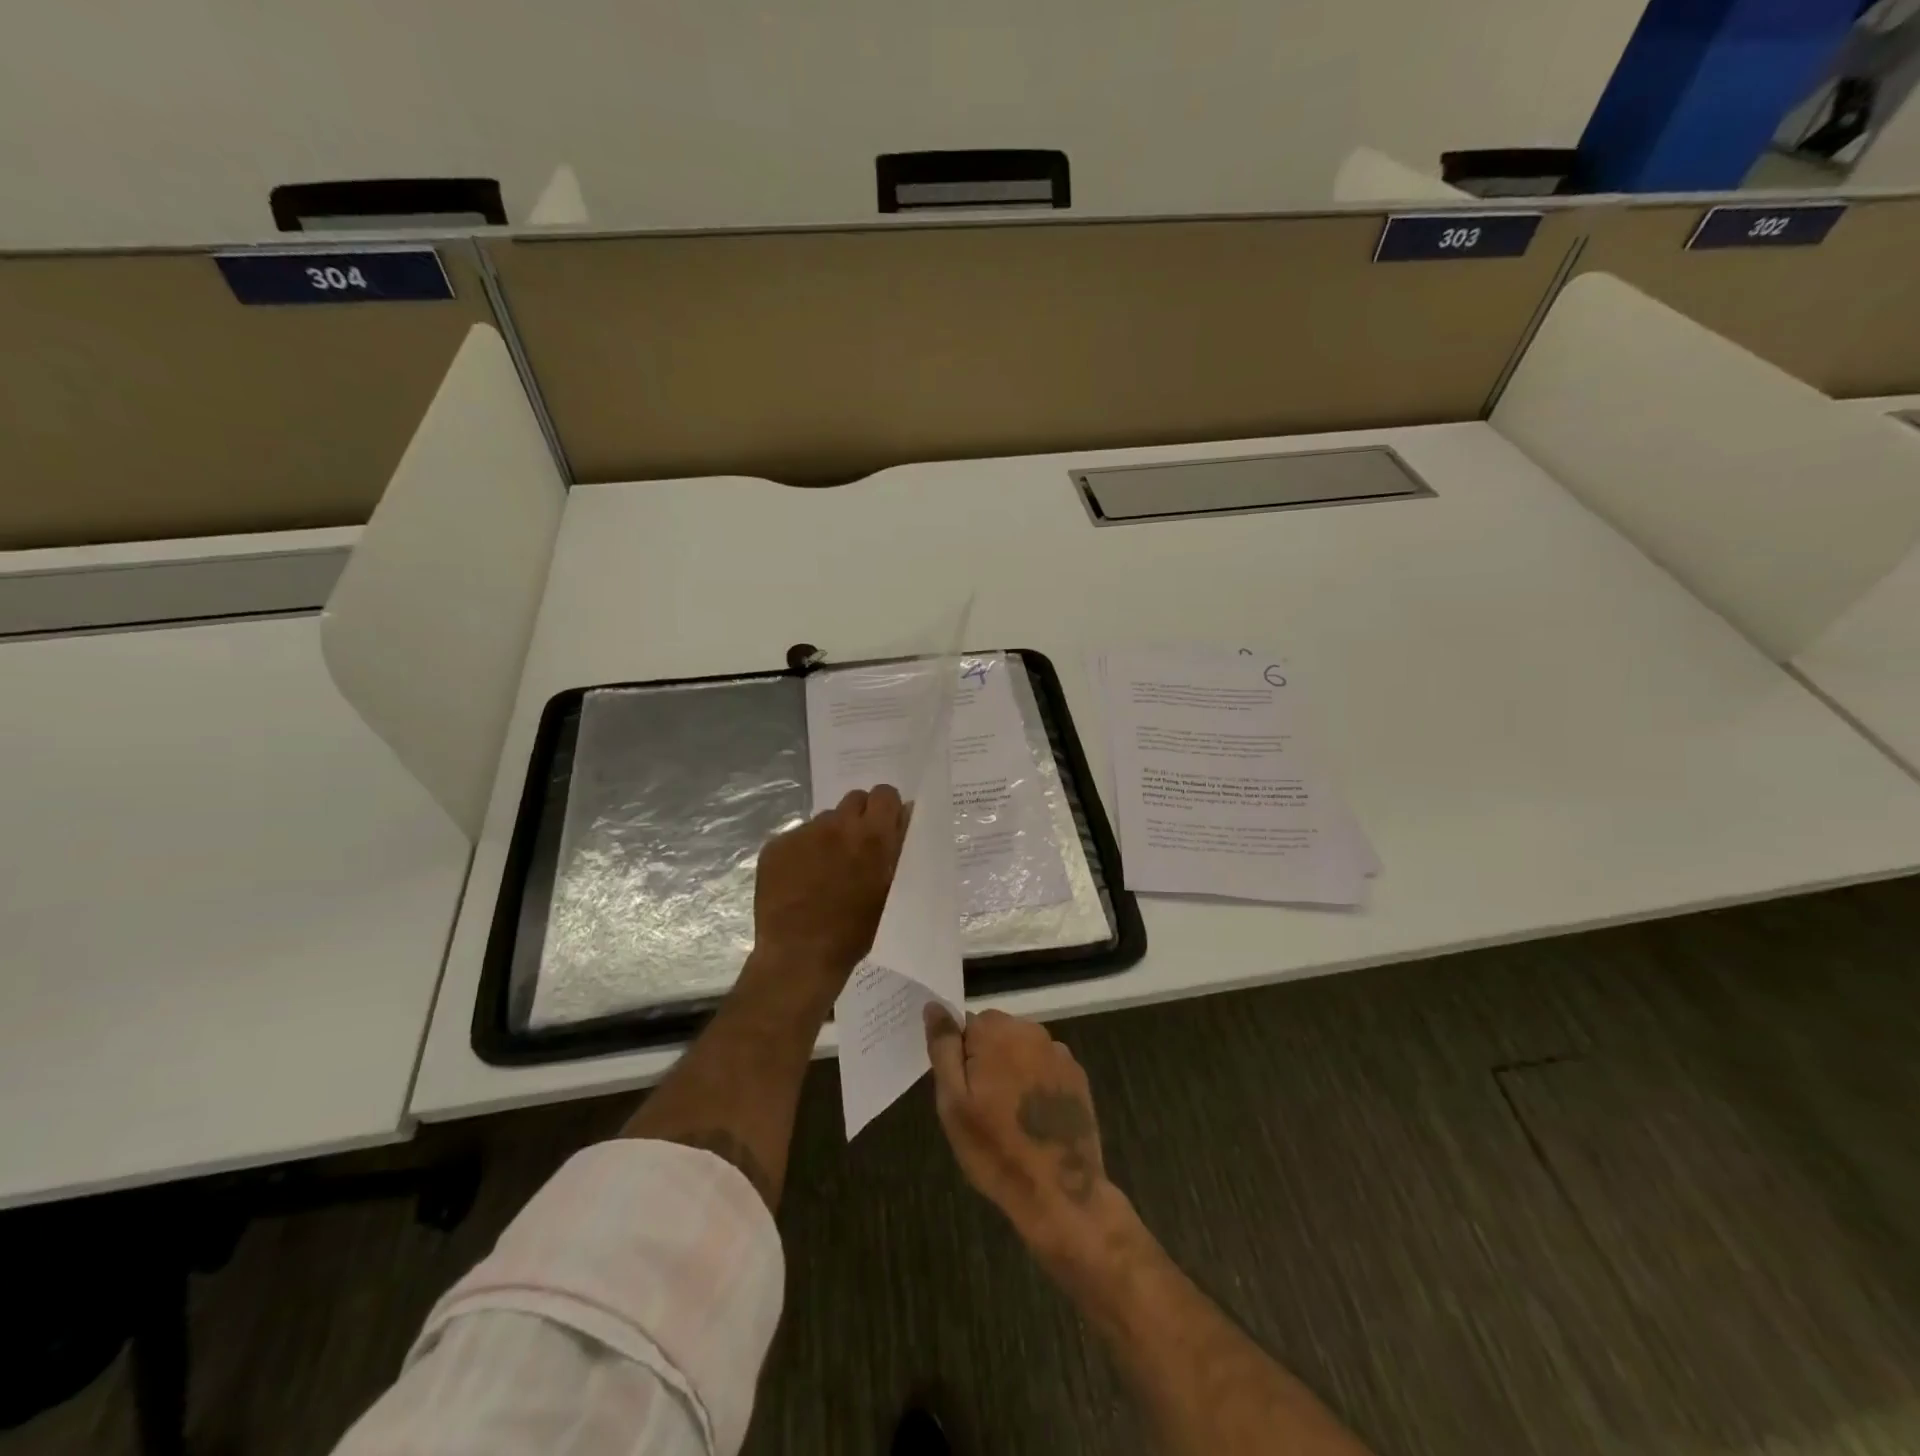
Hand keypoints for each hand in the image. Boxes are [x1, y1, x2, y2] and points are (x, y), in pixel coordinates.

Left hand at [751, 786, 907, 993]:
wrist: (799, 956)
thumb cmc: (855, 931)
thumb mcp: (890, 891)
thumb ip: (897, 849)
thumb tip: (903, 817)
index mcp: (872, 836)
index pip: (884, 794)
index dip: (886, 808)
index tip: (884, 827)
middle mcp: (837, 825)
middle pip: (854, 800)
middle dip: (859, 818)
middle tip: (856, 848)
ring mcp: (803, 834)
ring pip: (824, 819)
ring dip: (830, 835)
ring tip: (825, 870)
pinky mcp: (776, 846)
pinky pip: (796, 837)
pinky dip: (802, 852)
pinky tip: (800, 880)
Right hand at [925, 1007, 1120, 1254]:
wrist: (1059, 1192)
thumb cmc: (996, 1148)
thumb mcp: (953, 1102)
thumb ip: (943, 1048)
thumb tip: (934, 1006)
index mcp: (997, 1032)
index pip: (966, 1024)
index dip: (959, 1056)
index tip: (962, 1089)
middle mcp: (1031, 1031)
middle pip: (996, 1032)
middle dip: (986, 1059)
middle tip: (981, 1106)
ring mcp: (1059, 1052)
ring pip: (1021, 1048)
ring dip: (1012, 1069)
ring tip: (1008, 1115)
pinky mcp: (1077, 1075)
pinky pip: (1045, 1065)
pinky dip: (1036, 1081)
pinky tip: (1034, 1117)